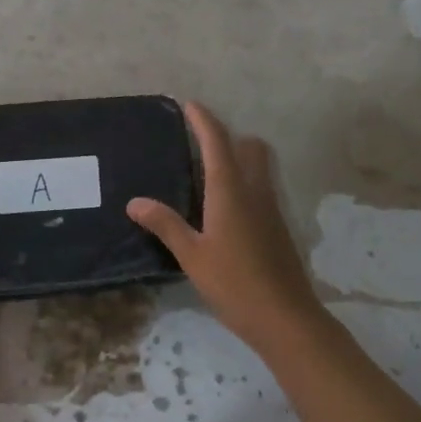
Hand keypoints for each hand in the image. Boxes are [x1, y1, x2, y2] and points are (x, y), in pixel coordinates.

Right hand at [127, 101, 328, 356]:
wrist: (285, 317)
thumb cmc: (234, 284)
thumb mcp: (192, 255)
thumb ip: (165, 225)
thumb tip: (135, 202)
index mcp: (230, 191)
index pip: (217, 142)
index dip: (203, 120)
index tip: (190, 104)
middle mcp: (255, 191)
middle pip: (249, 147)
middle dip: (227, 136)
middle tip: (199, 143)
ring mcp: (271, 208)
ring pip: (259, 167)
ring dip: (239, 158)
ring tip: (208, 173)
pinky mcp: (278, 227)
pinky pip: (261, 189)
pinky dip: (245, 183)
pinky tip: (225, 209)